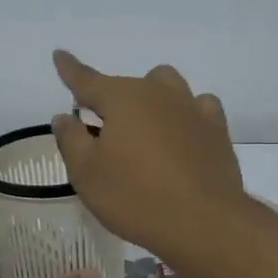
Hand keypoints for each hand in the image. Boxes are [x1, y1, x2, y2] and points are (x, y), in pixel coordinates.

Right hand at [49, 51, 244, 257]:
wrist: (203, 222)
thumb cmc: (135, 197)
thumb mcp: (87, 174)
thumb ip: (71, 140)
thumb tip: (65, 116)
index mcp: (122, 99)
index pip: (87, 80)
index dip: (70, 69)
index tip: (60, 55)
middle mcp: (158, 93)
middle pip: (129, 84)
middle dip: (114, 100)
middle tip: (105, 133)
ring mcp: (192, 109)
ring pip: (167, 86)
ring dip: (152, 99)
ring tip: (145, 129)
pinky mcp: (217, 130)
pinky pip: (199, 107)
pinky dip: (186, 114)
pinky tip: (183, 133)